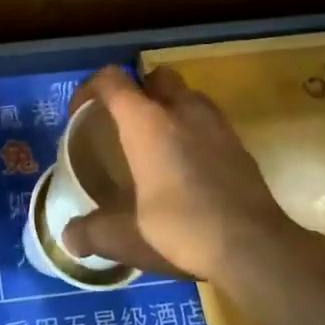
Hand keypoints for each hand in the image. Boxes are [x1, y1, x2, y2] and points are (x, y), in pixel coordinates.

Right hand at [63, 66, 324, 288]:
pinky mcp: (241, 146)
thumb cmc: (181, 229)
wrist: (255, 247)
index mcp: (146, 122)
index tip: (80, 112)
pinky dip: (195, 133)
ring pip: (189, 97)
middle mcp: (182, 111)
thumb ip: (93, 232)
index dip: (90, 88)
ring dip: (171, 109)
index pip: (112, 80)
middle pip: (157, 77)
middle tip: (125, 123)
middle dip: (139, 90)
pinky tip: (189, 168)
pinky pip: (210, 123)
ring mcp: (217, 125)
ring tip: (157, 144)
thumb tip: (69, 238)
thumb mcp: (127, 236)